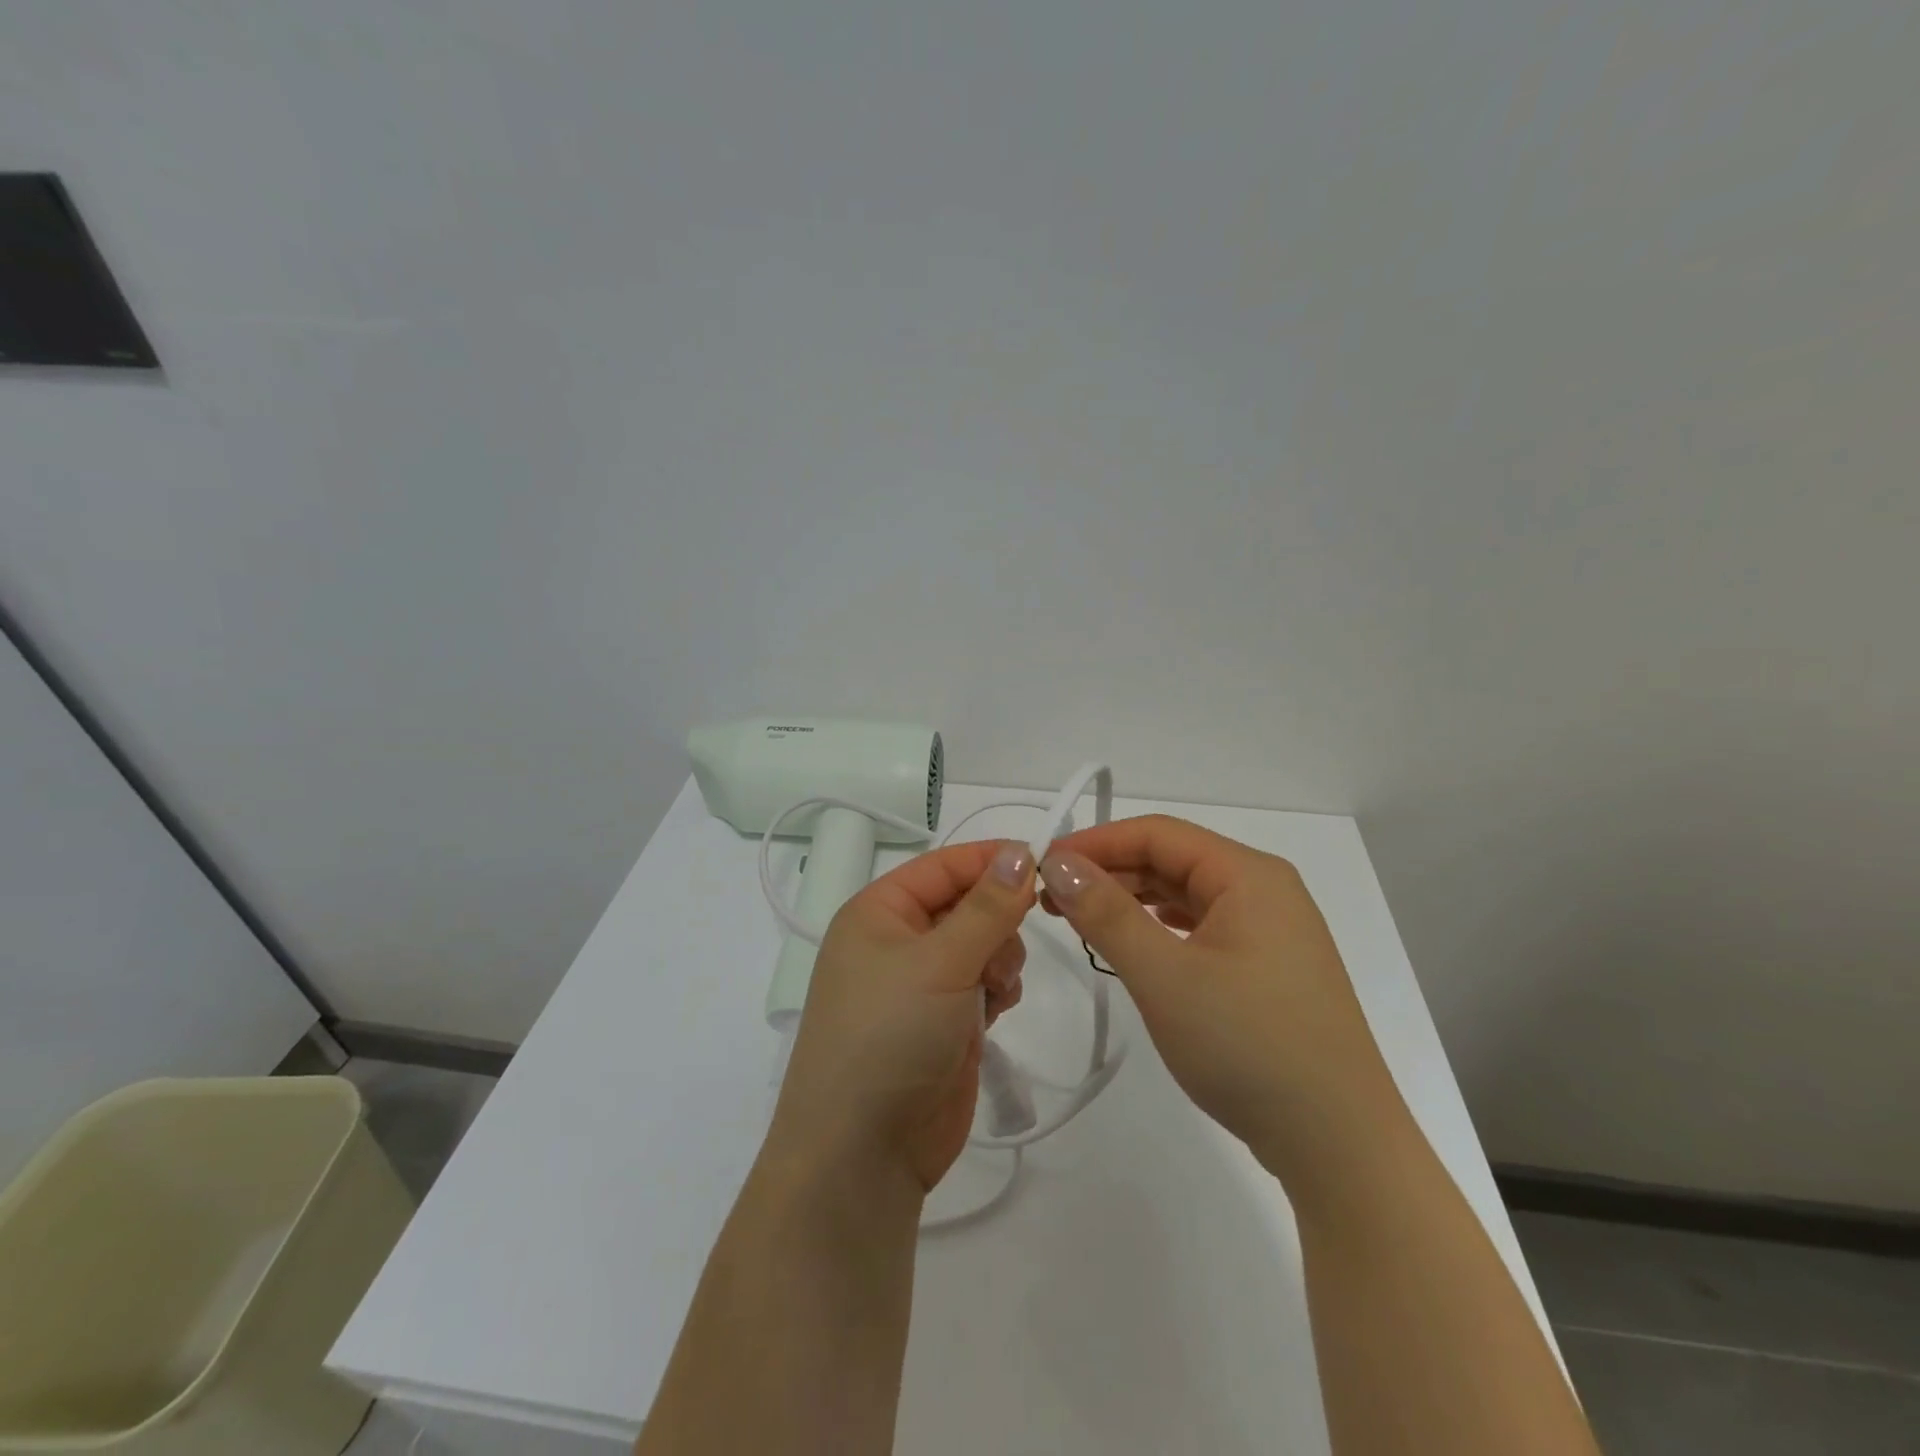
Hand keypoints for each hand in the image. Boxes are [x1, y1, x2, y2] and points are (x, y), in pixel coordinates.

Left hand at [768, 839, 1034, 1196]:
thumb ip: (988, 907)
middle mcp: (897, 941)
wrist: (863, 1152)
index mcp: (879, 912)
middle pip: (967, 904)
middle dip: (997, 921)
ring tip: (996, 990)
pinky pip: (984, 982)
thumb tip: (1020, 851)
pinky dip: (998, 988)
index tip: (1046, 860)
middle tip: (1009, 948)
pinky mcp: (943, 1021)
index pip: (943, 866)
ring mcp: (920, 983)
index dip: (991, 860)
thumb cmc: (890, 1036)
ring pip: (982, 943)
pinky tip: (996, 1010)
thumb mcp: (940, 962)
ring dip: (1000, 958)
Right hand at [1039, 815, 1400, 1190]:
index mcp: (1249, 875)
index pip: (1158, 833)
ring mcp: (1270, 932)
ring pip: (1184, 895)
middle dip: (1109, 872)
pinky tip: (1130, 946)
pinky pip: (1201, 928)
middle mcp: (1264, 890)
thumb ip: (1107, 914)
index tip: (1042, 865)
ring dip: (1130, 901)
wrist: (1341, 1147)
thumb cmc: (1250, 1046)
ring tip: (1078, 920)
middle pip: (1172, 860)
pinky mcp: (1267, 969)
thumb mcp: (1165, 976)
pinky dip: (1158, 930)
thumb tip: (1058, 863)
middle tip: (1049, 899)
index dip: (1096, 843)